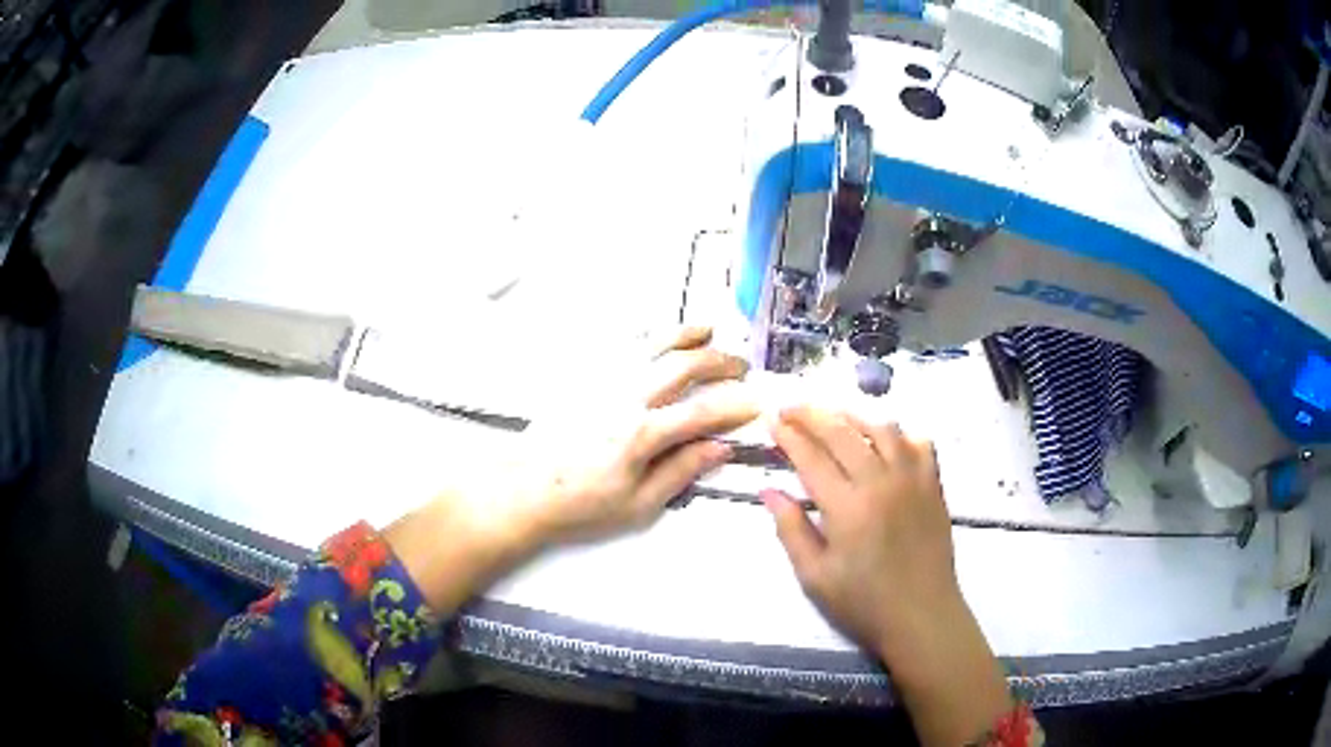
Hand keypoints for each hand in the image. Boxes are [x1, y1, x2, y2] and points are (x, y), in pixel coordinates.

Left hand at [517, 326, 758, 543]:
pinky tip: (658, 334)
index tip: (755, 404)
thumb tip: (718, 448)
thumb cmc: (578, 504)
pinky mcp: (583, 375)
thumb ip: (680, 471)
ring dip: (687, 333)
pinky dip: (647, 333)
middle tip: (740, 368)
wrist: (522, 489)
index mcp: (642, 433)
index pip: (705, 410)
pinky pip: (621, 343)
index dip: (737, 405)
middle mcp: (625, 396)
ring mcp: (602, 380)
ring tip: (709, 331)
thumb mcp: (637, 504)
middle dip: (721, 361)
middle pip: (685, 364)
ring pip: (654, 343)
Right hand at [763, 407, 1011, 745]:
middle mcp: (881, 481)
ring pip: (882, 429)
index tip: (771, 418)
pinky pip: (920, 444)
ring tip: (833, 419)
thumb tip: (769, 491)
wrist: (922, 616)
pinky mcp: (934, 486)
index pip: (811, 456)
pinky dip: (900, 435)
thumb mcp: (815, 576)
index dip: (788, 434)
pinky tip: (886, 443)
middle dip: (812, 415)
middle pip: (842, 432)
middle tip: (790, 408)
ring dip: (853, 418)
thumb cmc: (863, 603)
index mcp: (847, 506)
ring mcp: (913, 480)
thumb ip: (791, 530)